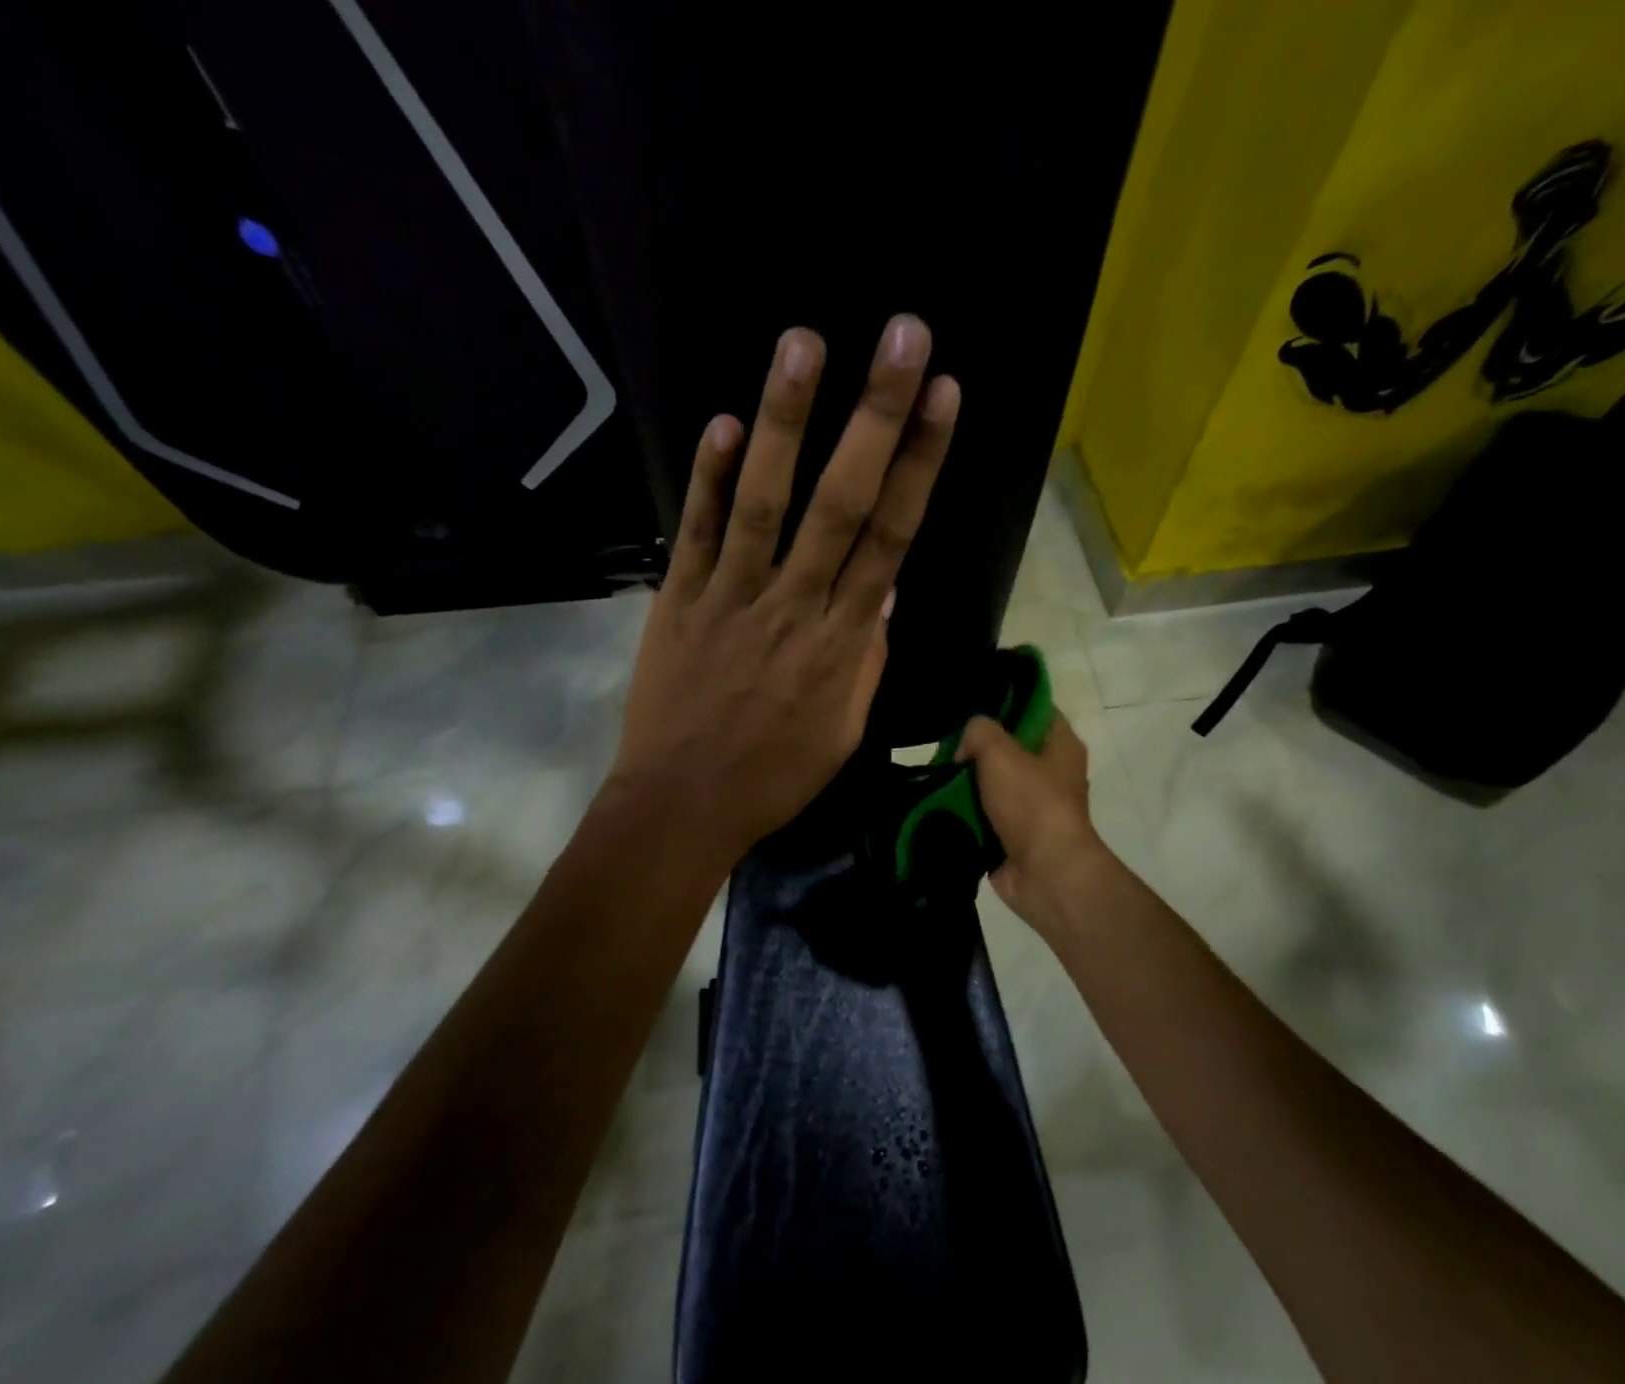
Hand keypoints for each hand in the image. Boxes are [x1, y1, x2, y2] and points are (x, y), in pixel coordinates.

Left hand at [609, 315, 961, 866]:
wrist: (682, 805)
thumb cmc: (772, 777)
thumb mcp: (842, 731)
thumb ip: (865, 658)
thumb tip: (885, 591)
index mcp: (842, 642)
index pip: (891, 538)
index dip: (920, 464)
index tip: (944, 398)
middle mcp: (794, 606)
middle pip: (842, 502)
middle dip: (877, 417)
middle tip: (903, 337)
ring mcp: (731, 598)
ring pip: (765, 501)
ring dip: (787, 421)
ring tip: (804, 343)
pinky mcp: (679, 601)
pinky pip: (697, 531)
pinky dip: (709, 477)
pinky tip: (725, 422)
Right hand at [958, 710, 1107, 927]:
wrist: (1045, 873)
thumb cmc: (1031, 803)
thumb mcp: (999, 751)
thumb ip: (979, 731)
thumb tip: (966, 749)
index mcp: (1061, 745)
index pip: (1034, 709)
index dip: (1004, 704)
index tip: (972, 707)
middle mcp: (1052, 772)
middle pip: (1009, 747)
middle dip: (977, 748)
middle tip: (948, 747)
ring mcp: (1034, 806)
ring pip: (993, 782)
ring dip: (968, 783)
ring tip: (941, 777)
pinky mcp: (1016, 834)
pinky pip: (985, 814)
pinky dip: (967, 813)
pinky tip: (944, 805)